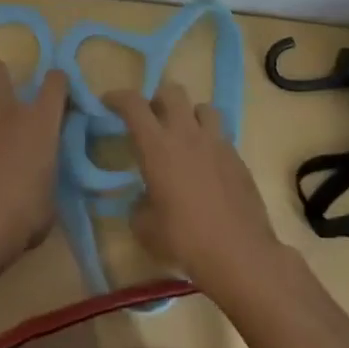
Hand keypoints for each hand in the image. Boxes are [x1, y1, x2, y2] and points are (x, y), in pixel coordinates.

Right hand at [106, 83, 284, 294]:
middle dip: (157, 100)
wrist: (240, 255)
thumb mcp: (146, 229)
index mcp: (157, 146)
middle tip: (151, 120)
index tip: (108, 102)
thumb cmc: (185, 240)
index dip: (117, 97)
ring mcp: (216, 143)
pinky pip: (221, 136)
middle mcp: (187, 135)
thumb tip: (144, 200)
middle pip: (172, 92)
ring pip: (203, 108)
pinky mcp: (238, 158)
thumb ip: (139, 206)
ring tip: (184, 136)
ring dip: (189, 115)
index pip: (133, 104)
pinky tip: (206, 166)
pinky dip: (209, 142)